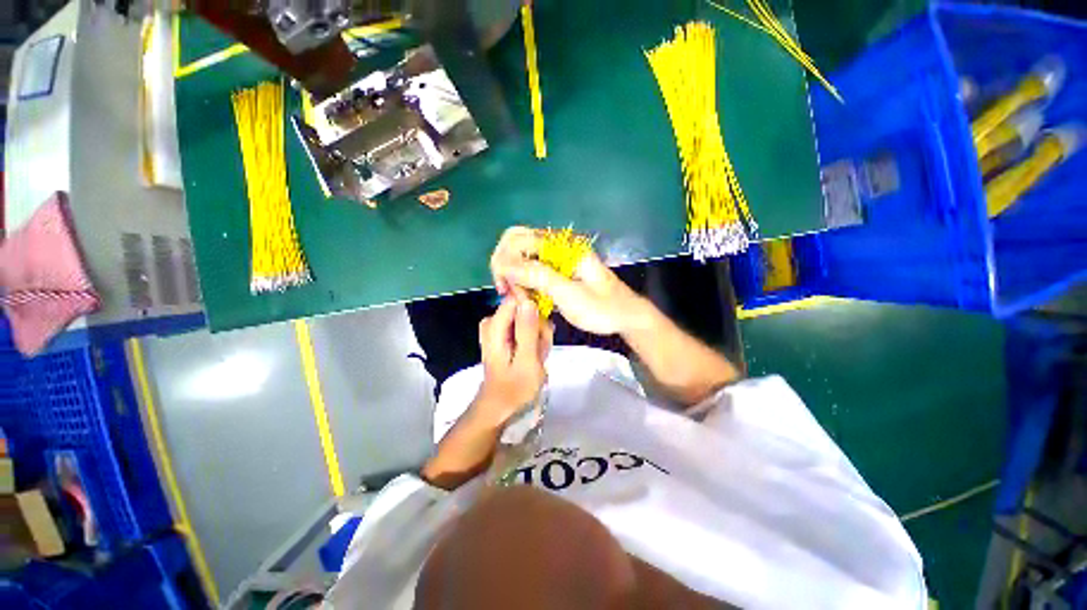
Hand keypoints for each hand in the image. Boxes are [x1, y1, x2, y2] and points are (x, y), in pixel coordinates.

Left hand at [474, 294, 552, 426]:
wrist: (500, 406)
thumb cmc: (514, 387)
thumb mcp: (527, 360)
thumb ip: (527, 330)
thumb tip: (528, 300)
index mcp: (495, 326)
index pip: (518, 299)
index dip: (535, 310)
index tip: (542, 330)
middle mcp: (494, 322)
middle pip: (525, 309)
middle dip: (538, 328)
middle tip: (540, 350)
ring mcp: (499, 328)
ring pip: (528, 318)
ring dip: (538, 336)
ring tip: (537, 356)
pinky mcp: (504, 334)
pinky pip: (525, 327)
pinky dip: (534, 340)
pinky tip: (534, 354)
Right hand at [491, 227, 650, 335]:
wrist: (625, 315)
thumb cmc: (601, 308)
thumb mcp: (570, 294)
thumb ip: (538, 277)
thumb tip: (504, 264)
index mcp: (562, 246)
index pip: (518, 240)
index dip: (504, 263)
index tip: (506, 289)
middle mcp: (557, 245)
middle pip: (515, 241)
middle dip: (505, 265)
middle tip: (508, 291)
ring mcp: (556, 256)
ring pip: (521, 255)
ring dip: (513, 274)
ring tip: (520, 297)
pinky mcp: (557, 269)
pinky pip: (530, 267)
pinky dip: (523, 280)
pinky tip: (528, 296)